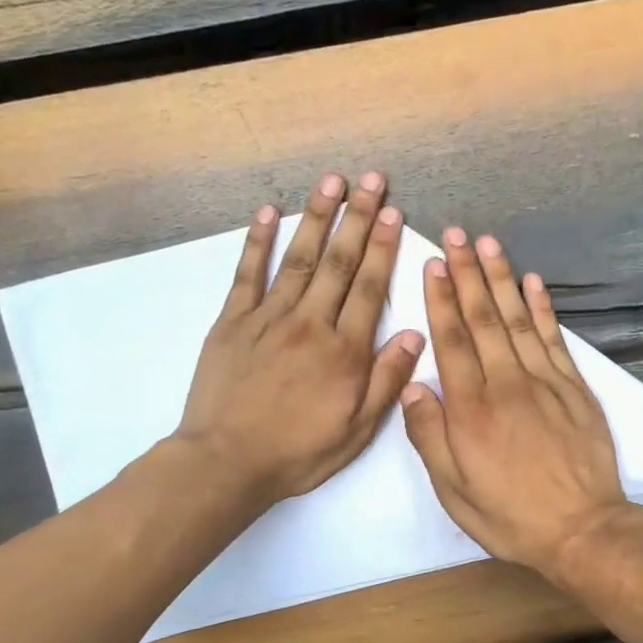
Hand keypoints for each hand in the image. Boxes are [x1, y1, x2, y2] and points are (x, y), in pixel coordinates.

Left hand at [175, 172, 422, 504]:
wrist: (227, 462)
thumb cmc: (298, 452)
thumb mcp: (356, 430)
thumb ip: (386, 380)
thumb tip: (415, 335)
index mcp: (343, 351)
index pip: (369, 288)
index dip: (383, 248)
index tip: (394, 214)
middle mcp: (309, 324)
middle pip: (338, 262)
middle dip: (358, 218)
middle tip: (372, 180)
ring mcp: (267, 318)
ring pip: (298, 258)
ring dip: (316, 216)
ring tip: (332, 181)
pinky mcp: (232, 322)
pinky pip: (247, 274)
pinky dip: (258, 242)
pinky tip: (268, 213)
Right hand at [400, 228, 639, 576]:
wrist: (582, 530)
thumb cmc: (511, 515)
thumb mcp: (454, 491)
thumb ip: (430, 437)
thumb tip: (411, 388)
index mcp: (471, 410)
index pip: (452, 341)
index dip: (441, 300)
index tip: (433, 264)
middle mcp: (506, 384)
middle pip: (483, 320)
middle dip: (467, 274)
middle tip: (456, 236)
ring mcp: (545, 382)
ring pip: (517, 320)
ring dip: (501, 279)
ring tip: (488, 244)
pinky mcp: (574, 388)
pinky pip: (554, 338)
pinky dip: (542, 308)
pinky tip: (532, 283)